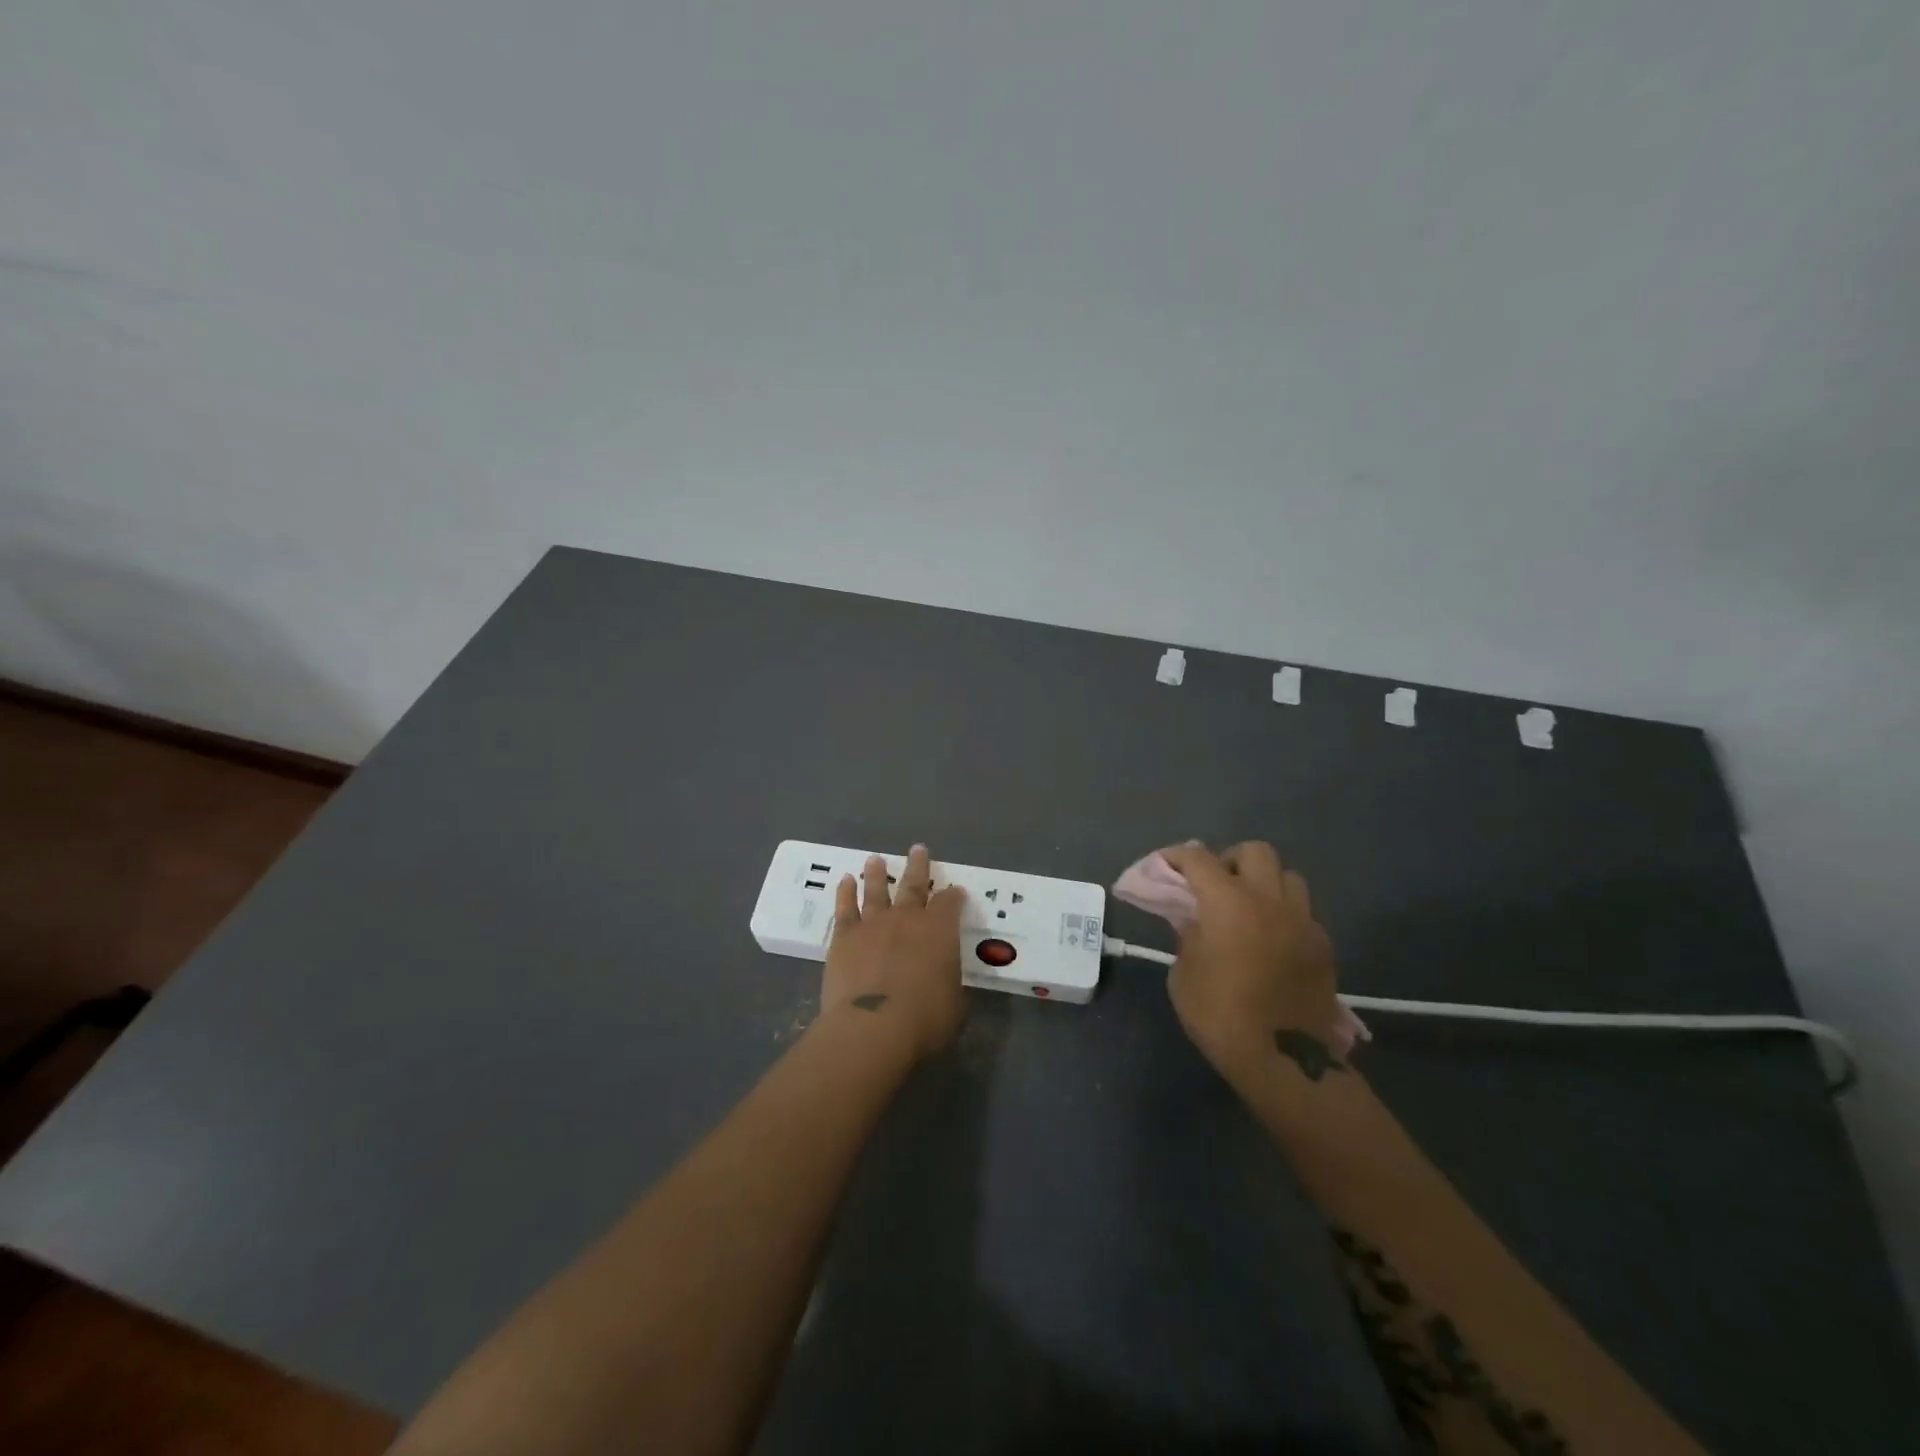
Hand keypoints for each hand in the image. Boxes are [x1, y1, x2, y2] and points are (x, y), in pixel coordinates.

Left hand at [822, 845, 968, 1061]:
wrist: (874, 1025)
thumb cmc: (924, 1019)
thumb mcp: (954, 1004)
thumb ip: (948, 983)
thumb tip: (944, 980)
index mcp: (940, 931)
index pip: (950, 903)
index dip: (954, 896)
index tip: (955, 890)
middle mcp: (907, 918)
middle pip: (914, 885)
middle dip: (918, 866)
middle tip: (917, 849)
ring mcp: (873, 924)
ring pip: (876, 890)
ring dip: (877, 874)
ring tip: (875, 859)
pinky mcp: (845, 937)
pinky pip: (845, 908)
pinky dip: (845, 892)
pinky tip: (845, 881)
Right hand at [1158, 842, 1352, 1083]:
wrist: (1284, 1060)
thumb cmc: (1220, 1015)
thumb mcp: (1184, 973)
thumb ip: (1188, 935)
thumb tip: (1195, 919)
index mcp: (1227, 902)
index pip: (1198, 858)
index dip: (1176, 856)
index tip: (1163, 865)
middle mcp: (1268, 899)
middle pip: (1254, 851)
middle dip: (1231, 860)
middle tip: (1215, 885)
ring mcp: (1302, 920)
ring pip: (1288, 876)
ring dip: (1264, 882)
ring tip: (1249, 907)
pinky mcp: (1323, 945)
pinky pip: (1303, 912)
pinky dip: (1284, 914)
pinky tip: (1272, 939)